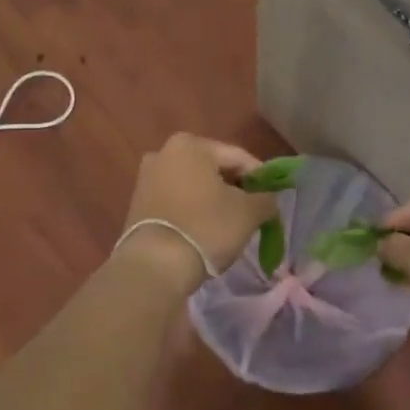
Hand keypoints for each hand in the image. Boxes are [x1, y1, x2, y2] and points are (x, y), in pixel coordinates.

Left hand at [118, 134, 277, 293]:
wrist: (155, 265)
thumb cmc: (206, 228)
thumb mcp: (249, 213)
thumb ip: (266, 199)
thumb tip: (269, 199)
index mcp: (190, 145)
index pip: (238, 157)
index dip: (260, 178)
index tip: (272, 199)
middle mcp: (164, 153)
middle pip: (213, 169)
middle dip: (234, 188)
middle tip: (253, 212)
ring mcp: (147, 178)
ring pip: (194, 186)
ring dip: (213, 200)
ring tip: (229, 224)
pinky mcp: (138, 204)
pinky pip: (176, 201)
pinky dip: (193, 211)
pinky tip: (204, 231)